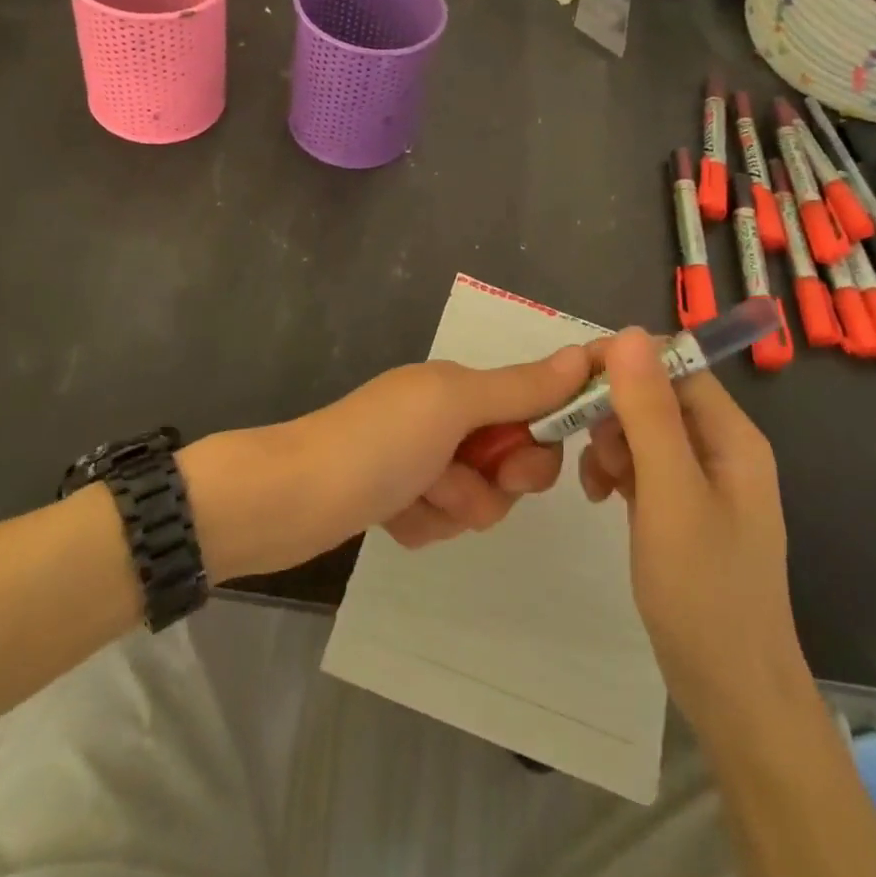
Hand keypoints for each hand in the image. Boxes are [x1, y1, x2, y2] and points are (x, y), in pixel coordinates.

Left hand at [180, 347, 589, 580]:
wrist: (289, 500)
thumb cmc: (377, 444)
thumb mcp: (453, 405)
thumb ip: (520, 388)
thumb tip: (586, 353)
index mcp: (459, 387)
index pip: (534, 410)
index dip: (538, 440)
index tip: (517, 463)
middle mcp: (444, 418)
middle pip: (512, 462)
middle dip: (491, 483)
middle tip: (452, 480)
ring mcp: (421, 461)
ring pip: (479, 499)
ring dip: (451, 507)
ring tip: (411, 498)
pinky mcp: (399, 499)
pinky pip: (442, 521)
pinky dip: (423, 524)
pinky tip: (391, 516)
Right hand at [580, 329, 805, 725]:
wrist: (731, 691)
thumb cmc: (704, 589)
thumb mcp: (670, 493)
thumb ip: (649, 412)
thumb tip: (627, 334)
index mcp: (731, 434)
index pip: (673, 364)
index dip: (623, 362)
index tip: (572, 381)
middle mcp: (720, 447)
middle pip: (655, 394)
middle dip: (611, 409)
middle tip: (580, 444)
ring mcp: (701, 479)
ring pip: (642, 429)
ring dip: (608, 442)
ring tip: (594, 482)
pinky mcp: (681, 507)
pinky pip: (641, 464)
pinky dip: (615, 470)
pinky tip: (599, 496)